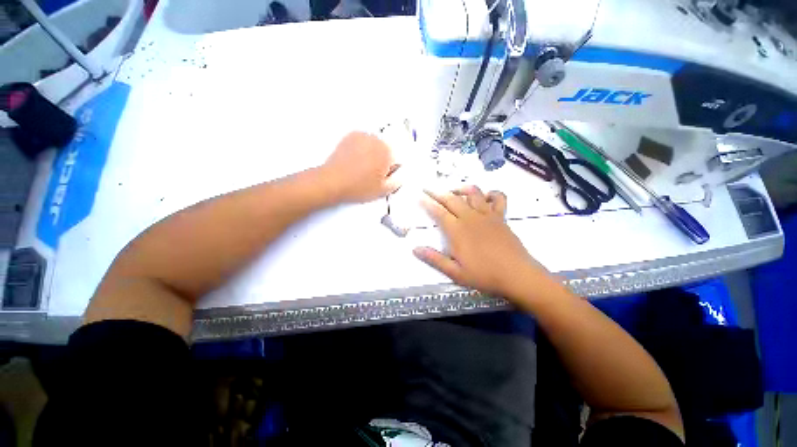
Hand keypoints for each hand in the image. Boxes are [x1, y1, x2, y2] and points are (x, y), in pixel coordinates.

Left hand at [320, 131, 400, 202]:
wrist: (333, 181)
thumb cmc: (359, 187)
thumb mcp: (383, 190)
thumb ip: (397, 181)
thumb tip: (399, 175)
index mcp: (387, 152)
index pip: (397, 159)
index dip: (390, 170)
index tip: (382, 178)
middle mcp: (376, 139)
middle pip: (385, 151)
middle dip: (381, 161)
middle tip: (371, 174)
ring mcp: (362, 136)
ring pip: (374, 146)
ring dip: (372, 154)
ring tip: (361, 168)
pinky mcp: (350, 136)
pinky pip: (362, 142)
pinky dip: (361, 149)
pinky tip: (354, 161)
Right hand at [414, 186, 549, 298]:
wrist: (517, 275)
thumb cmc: (484, 275)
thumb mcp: (455, 272)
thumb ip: (434, 259)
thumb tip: (415, 249)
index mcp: (457, 230)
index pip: (438, 212)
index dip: (427, 203)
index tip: (419, 196)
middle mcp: (470, 217)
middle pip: (451, 199)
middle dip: (437, 192)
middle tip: (428, 188)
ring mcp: (487, 215)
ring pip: (473, 193)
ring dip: (461, 188)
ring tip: (453, 190)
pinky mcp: (500, 217)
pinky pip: (498, 198)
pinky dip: (491, 193)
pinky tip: (485, 197)